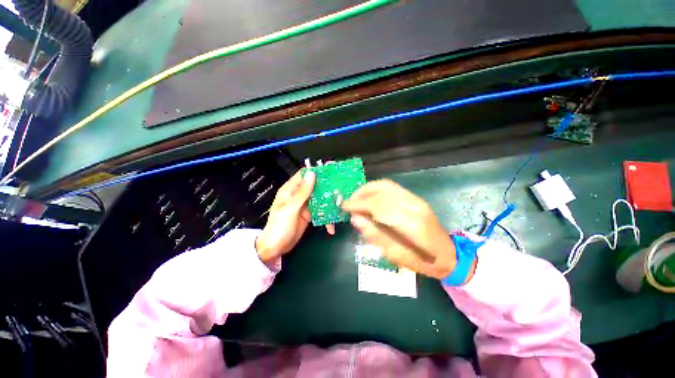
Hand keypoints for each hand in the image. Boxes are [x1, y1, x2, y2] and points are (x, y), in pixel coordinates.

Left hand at [256, 170, 332, 262]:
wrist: (275, 248)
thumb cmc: (279, 227)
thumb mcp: (290, 209)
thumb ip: (302, 192)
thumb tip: (311, 174)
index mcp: (290, 190)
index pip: (303, 175)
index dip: (316, 172)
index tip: (330, 172)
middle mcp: (298, 196)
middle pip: (314, 186)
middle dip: (326, 188)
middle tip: (339, 191)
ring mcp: (304, 205)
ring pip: (319, 198)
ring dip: (328, 203)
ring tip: (338, 207)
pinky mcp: (309, 215)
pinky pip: (320, 211)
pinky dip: (326, 216)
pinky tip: (331, 224)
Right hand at [342, 180, 458, 279]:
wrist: (447, 254)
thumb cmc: (421, 261)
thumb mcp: (394, 255)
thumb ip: (374, 235)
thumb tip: (355, 219)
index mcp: (411, 225)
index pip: (378, 206)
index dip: (359, 204)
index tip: (344, 207)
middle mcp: (414, 206)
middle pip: (382, 192)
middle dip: (361, 195)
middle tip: (349, 202)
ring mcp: (416, 200)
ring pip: (386, 185)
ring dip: (368, 189)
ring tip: (356, 198)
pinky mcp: (415, 198)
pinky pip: (392, 188)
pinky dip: (377, 189)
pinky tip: (369, 196)